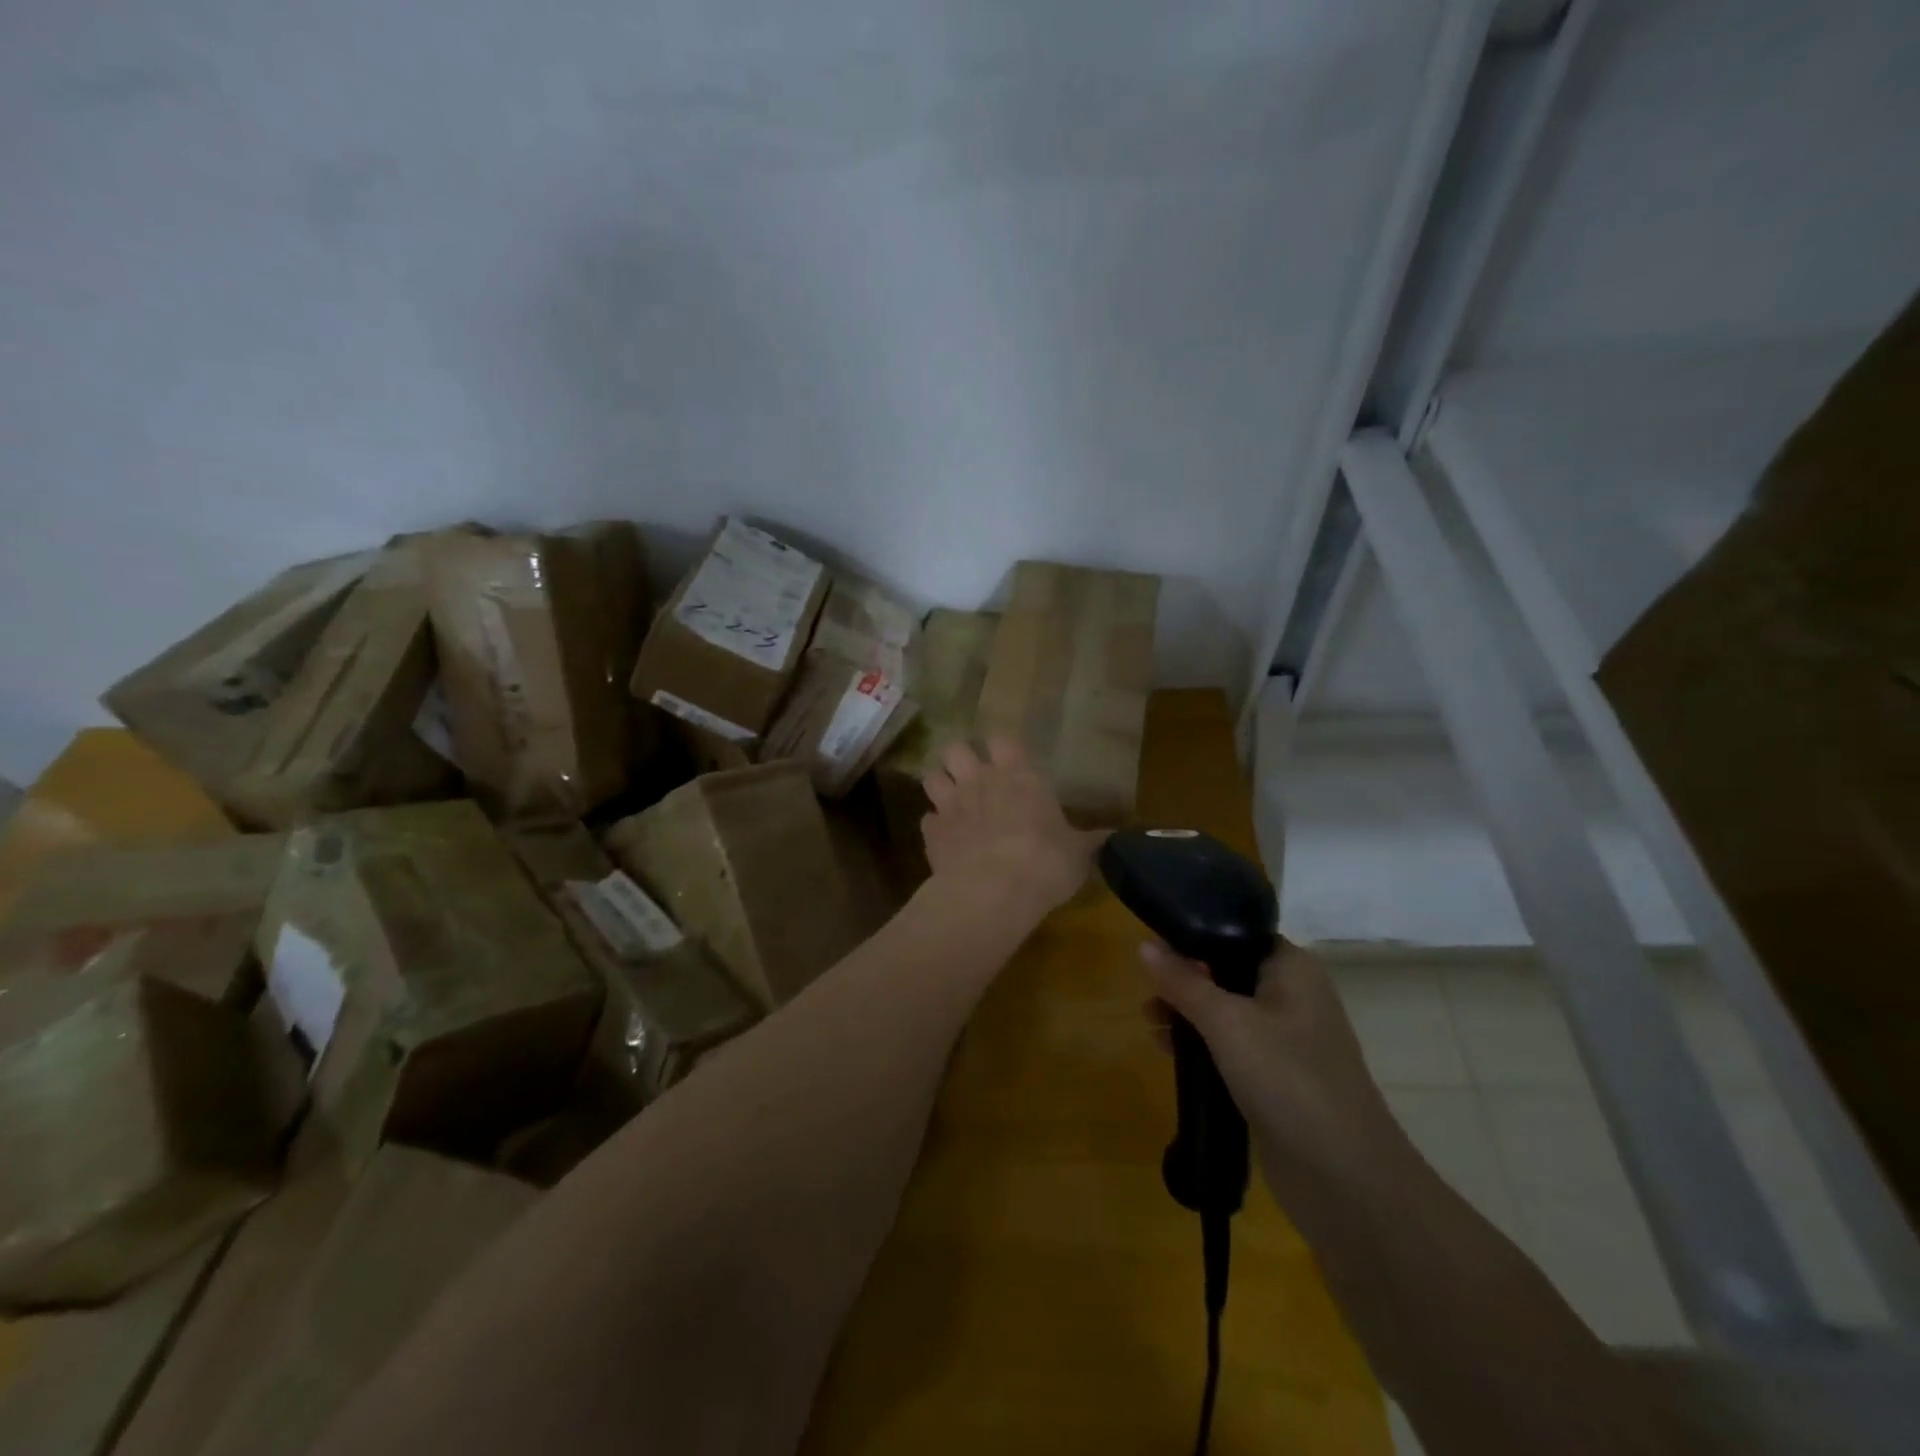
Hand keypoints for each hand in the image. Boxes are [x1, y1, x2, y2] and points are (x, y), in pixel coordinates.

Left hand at [920, 737, 1103, 918]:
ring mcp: (951, 804)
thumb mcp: (1079, 853)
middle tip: (971, 776)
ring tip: (951, 801)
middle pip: (955, 748)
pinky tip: (945, 839)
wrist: (994, 891)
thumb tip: (1118, 837)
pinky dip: (935, 826)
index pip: (1001, 739)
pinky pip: (927, 819)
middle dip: (959, 758)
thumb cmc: (1046, 862)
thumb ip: (1091, 840)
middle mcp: (980, 780)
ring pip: (931, 776)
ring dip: (940, 785)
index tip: (1006, 760)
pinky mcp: (931, 833)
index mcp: (1018, 776)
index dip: (1000, 747)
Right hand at [1142, 939, 1405, 1201]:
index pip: (1238, 934)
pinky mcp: (1279, 1079)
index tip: (1155, 948)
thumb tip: (1143, 945)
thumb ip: (1182, 982)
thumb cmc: (1287, 1077)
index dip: (1196, 937)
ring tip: (1150, 1024)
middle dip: (1185, 981)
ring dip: (1189, 1015)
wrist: (1345, 1178)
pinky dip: (1203, 1046)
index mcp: (1292, 968)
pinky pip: (1233, 1048)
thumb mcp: (1225, 1022)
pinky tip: (1168, 1052)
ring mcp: (1288, 1041)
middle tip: (1149, 996)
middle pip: (1228, 972)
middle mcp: (1294, 996)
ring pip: (1227, 1012)